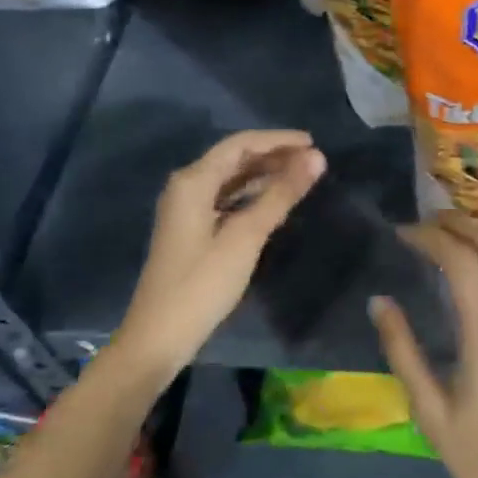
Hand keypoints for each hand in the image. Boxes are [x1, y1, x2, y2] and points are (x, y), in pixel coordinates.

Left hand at [118, 130, 325, 374]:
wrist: (159, 338)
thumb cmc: (202, 283)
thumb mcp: (246, 236)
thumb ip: (281, 194)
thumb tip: (317, 158)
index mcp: (193, 181)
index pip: (240, 144)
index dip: (278, 140)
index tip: (313, 142)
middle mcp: (187, 187)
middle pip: (235, 158)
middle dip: (274, 156)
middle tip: (312, 161)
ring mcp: (187, 209)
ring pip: (231, 179)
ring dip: (265, 174)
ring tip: (301, 176)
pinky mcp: (192, 229)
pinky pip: (227, 199)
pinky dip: (252, 195)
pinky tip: (275, 201)